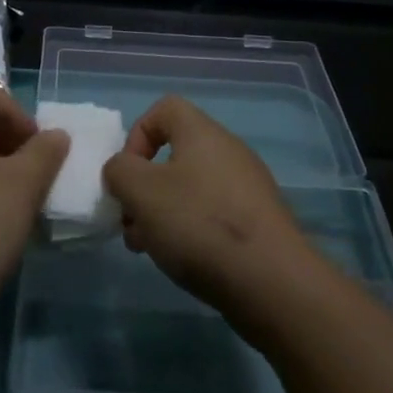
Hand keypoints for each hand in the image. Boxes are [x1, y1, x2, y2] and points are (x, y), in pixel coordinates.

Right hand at [102, 95, 316, 322]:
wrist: (273, 283)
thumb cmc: (199, 224)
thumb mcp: (141, 191)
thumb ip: (119, 171)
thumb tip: (122, 170)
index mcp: (202, 133)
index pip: (163, 109)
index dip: (137, 136)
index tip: (128, 174)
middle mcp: (228, 151)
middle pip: (174, 154)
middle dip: (144, 186)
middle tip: (131, 222)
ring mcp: (247, 188)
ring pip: (190, 189)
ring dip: (162, 213)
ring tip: (149, 248)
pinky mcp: (258, 223)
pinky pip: (213, 214)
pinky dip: (190, 231)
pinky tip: (182, 261)